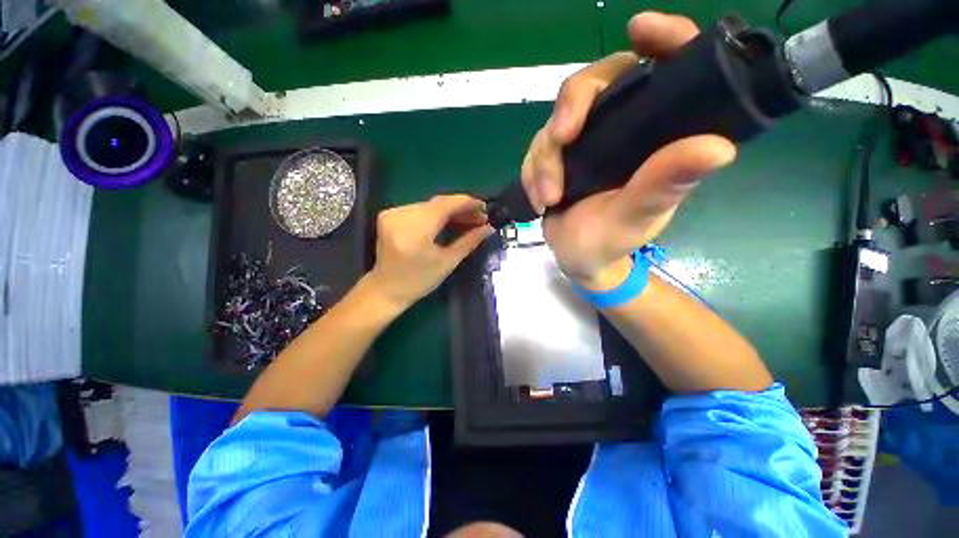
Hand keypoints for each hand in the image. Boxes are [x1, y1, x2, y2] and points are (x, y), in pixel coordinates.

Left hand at [366, 195, 492, 310]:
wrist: (387, 289)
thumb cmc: (419, 281)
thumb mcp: (448, 262)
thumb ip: (469, 241)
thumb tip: (489, 228)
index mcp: (415, 231)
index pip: (444, 205)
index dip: (466, 203)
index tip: (484, 206)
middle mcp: (401, 216)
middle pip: (437, 203)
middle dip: (461, 208)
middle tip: (480, 217)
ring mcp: (392, 214)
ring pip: (430, 205)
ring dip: (450, 211)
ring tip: (469, 220)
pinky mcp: (389, 215)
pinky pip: (420, 209)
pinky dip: (436, 214)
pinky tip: (450, 221)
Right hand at [521, 12, 736, 288]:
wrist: (578, 258)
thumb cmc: (611, 243)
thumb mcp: (636, 218)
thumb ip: (663, 187)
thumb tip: (719, 148)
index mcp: (656, 137)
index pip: (668, 70)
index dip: (663, 40)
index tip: (640, 29)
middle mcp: (622, 128)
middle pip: (596, 83)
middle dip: (571, 108)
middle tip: (561, 139)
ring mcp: (586, 141)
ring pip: (556, 122)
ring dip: (545, 159)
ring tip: (548, 198)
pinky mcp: (558, 156)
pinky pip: (537, 148)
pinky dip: (533, 172)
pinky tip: (540, 199)